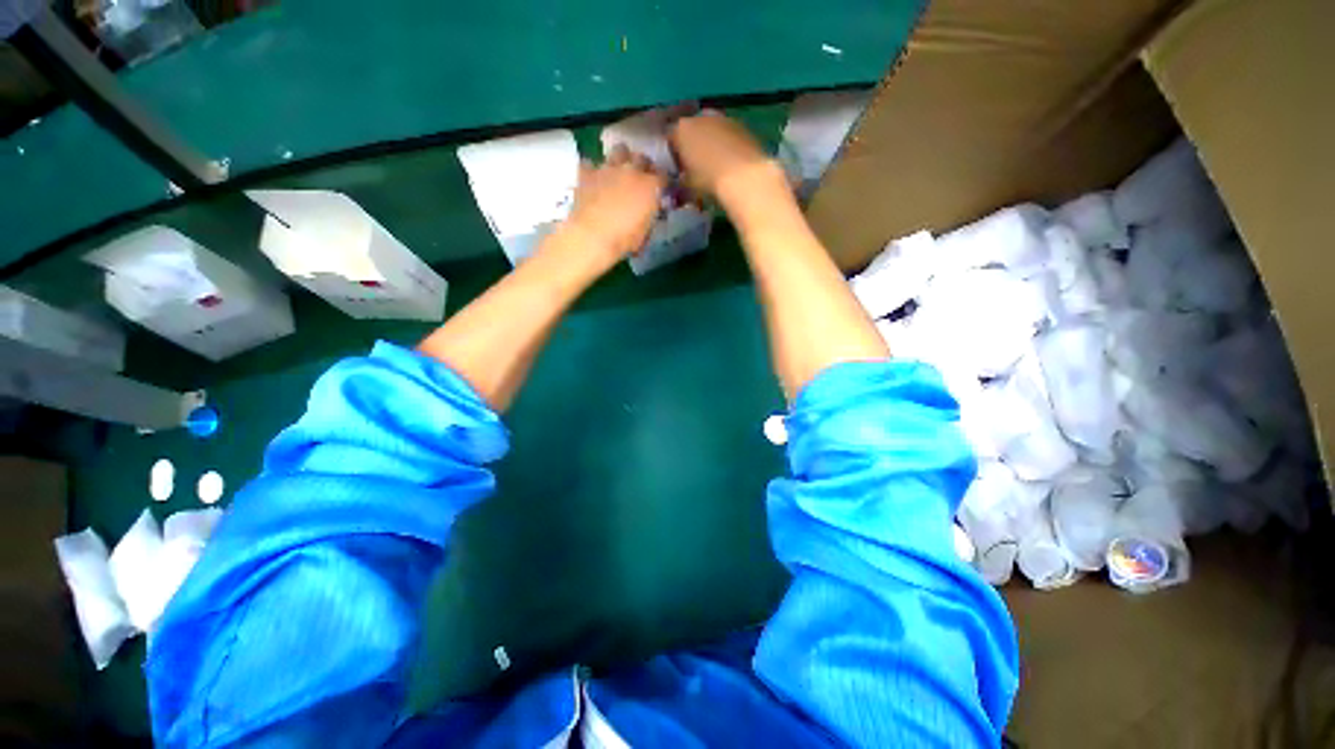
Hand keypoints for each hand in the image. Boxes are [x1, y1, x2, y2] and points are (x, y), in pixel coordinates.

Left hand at [565, 146, 666, 261]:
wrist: (592, 235)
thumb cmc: (624, 239)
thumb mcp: (645, 232)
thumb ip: (649, 217)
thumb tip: (647, 214)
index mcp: (650, 186)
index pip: (663, 176)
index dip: (662, 182)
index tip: (660, 189)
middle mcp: (631, 170)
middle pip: (642, 158)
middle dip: (643, 166)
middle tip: (641, 178)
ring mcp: (608, 168)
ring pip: (619, 150)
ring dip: (622, 159)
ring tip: (619, 172)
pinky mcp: (587, 172)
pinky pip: (591, 163)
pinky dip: (593, 170)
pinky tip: (593, 180)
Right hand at [669, 110, 775, 202]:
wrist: (743, 177)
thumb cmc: (709, 180)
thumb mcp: (688, 183)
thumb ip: (682, 176)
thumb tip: (683, 176)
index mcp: (681, 130)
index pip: (670, 139)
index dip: (673, 155)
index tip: (677, 170)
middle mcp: (699, 118)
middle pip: (691, 130)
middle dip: (692, 145)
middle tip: (695, 166)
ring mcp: (722, 119)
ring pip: (710, 130)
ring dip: (710, 143)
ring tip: (714, 164)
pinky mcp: (740, 125)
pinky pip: (727, 134)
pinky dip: (725, 144)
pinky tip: (729, 161)